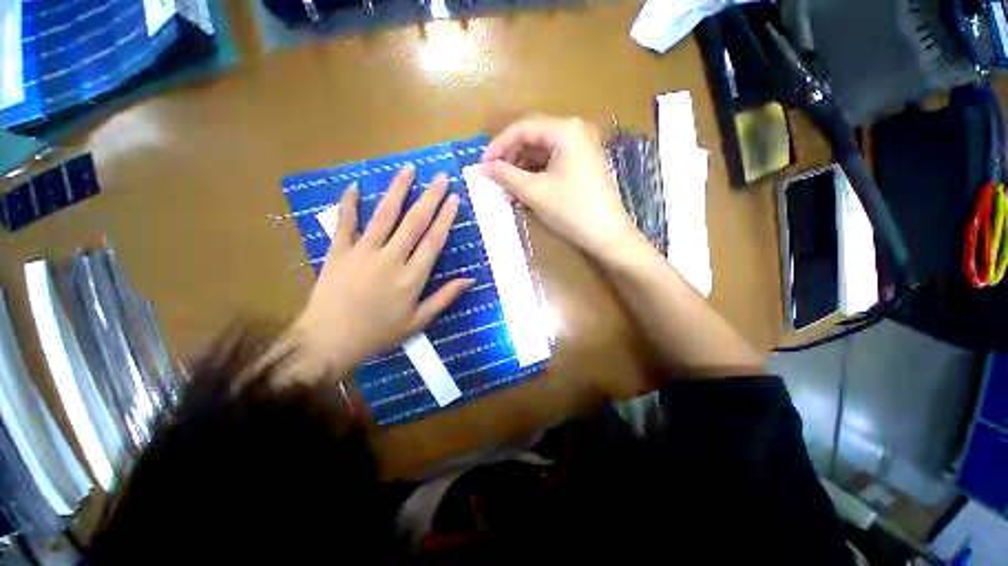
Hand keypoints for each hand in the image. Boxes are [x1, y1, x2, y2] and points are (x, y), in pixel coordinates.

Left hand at [289, 165, 472, 378]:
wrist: (328, 342)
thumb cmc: (378, 334)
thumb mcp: (418, 321)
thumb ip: (444, 298)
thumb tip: (469, 280)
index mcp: (411, 277)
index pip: (433, 241)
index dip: (445, 218)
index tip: (454, 198)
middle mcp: (390, 258)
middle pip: (413, 222)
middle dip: (429, 197)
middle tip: (440, 177)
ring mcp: (362, 252)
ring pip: (384, 216)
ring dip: (397, 191)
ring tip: (408, 169)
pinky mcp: (338, 252)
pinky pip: (344, 223)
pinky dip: (349, 204)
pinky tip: (354, 186)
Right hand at [480, 116, 644, 260]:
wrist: (608, 235)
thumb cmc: (571, 210)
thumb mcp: (535, 192)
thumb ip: (506, 175)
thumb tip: (483, 167)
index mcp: (565, 130)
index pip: (523, 128)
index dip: (499, 146)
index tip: (483, 166)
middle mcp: (575, 131)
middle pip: (533, 138)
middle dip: (511, 159)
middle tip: (495, 179)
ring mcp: (581, 148)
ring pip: (542, 153)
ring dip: (522, 170)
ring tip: (509, 191)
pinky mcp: (583, 165)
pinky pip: (552, 164)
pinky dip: (536, 176)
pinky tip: (525, 193)